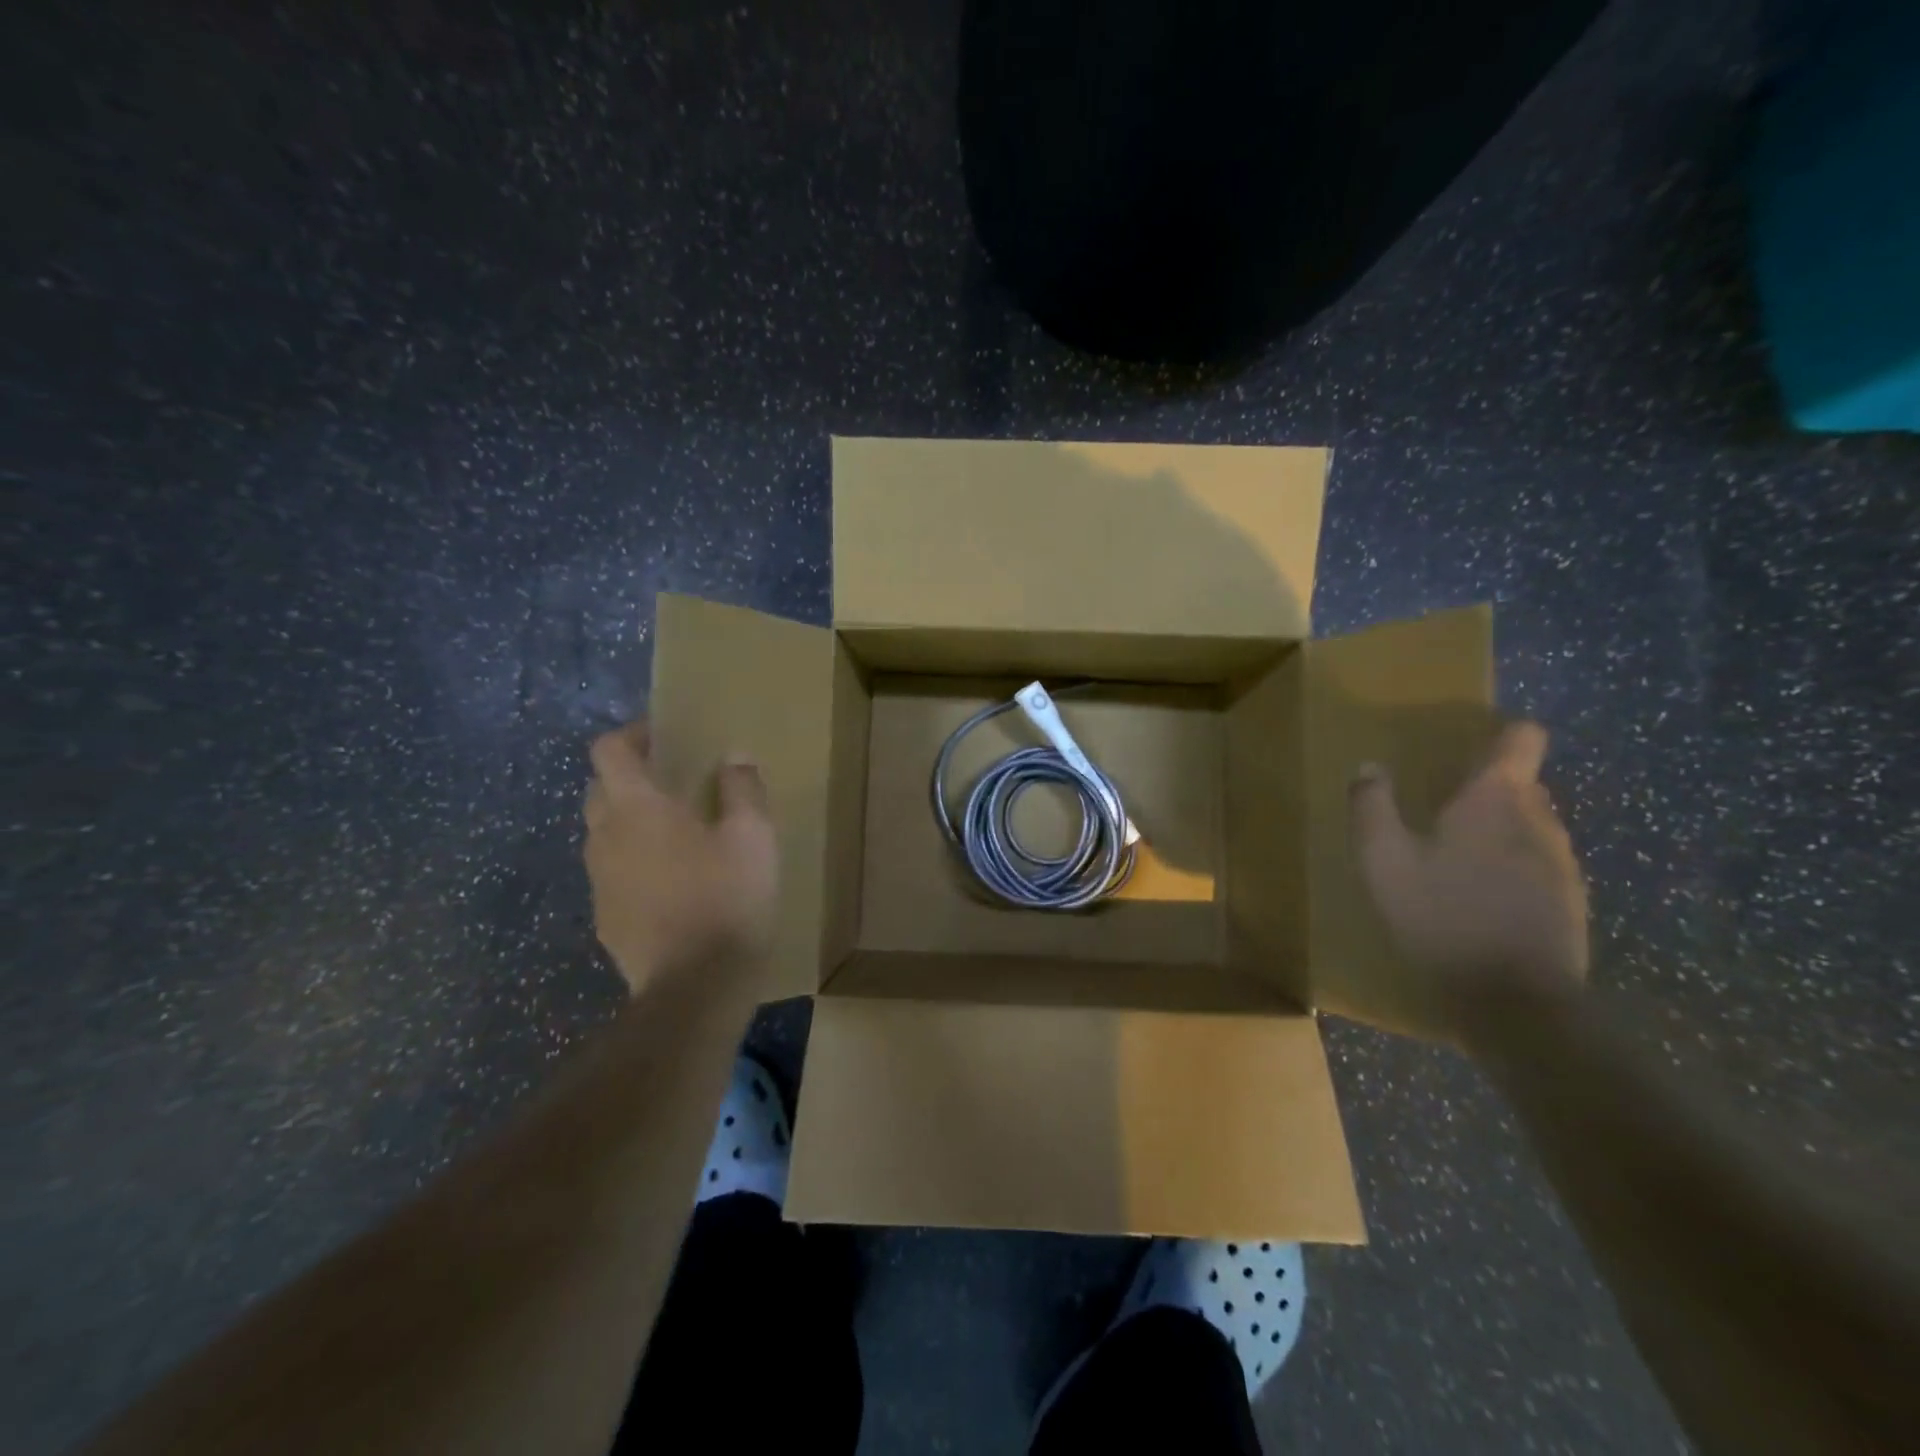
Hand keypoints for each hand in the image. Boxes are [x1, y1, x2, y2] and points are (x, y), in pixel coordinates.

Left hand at [583, 721, 778, 995]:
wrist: (695, 987)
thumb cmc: (726, 899)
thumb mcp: (752, 837)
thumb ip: (742, 789)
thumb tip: (734, 757)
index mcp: (637, 809)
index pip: (609, 751)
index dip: (632, 735)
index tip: (664, 737)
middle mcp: (605, 838)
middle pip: (599, 789)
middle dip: (629, 777)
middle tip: (673, 783)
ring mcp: (599, 882)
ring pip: (603, 834)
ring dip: (629, 822)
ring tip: (675, 834)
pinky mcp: (605, 918)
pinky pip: (612, 873)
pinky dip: (633, 863)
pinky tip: (671, 883)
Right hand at [1350, 721, 1587, 1030]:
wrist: (1516, 1002)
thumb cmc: (1442, 916)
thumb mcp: (1383, 860)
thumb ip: (1373, 807)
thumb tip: (1369, 767)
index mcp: (1496, 799)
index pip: (1522, 738)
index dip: (1500, 734)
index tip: (1468, 748)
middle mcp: (1540, 819)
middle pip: (1522, 784)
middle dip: (1485, 790)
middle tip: (1439, 810)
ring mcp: (1563, 862)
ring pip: (1530, 826)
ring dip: (1497, 832)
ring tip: (1455, 860)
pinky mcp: (1571, 901)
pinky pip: (1539, 864)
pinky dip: (1511, 868)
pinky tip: (1478, 899)